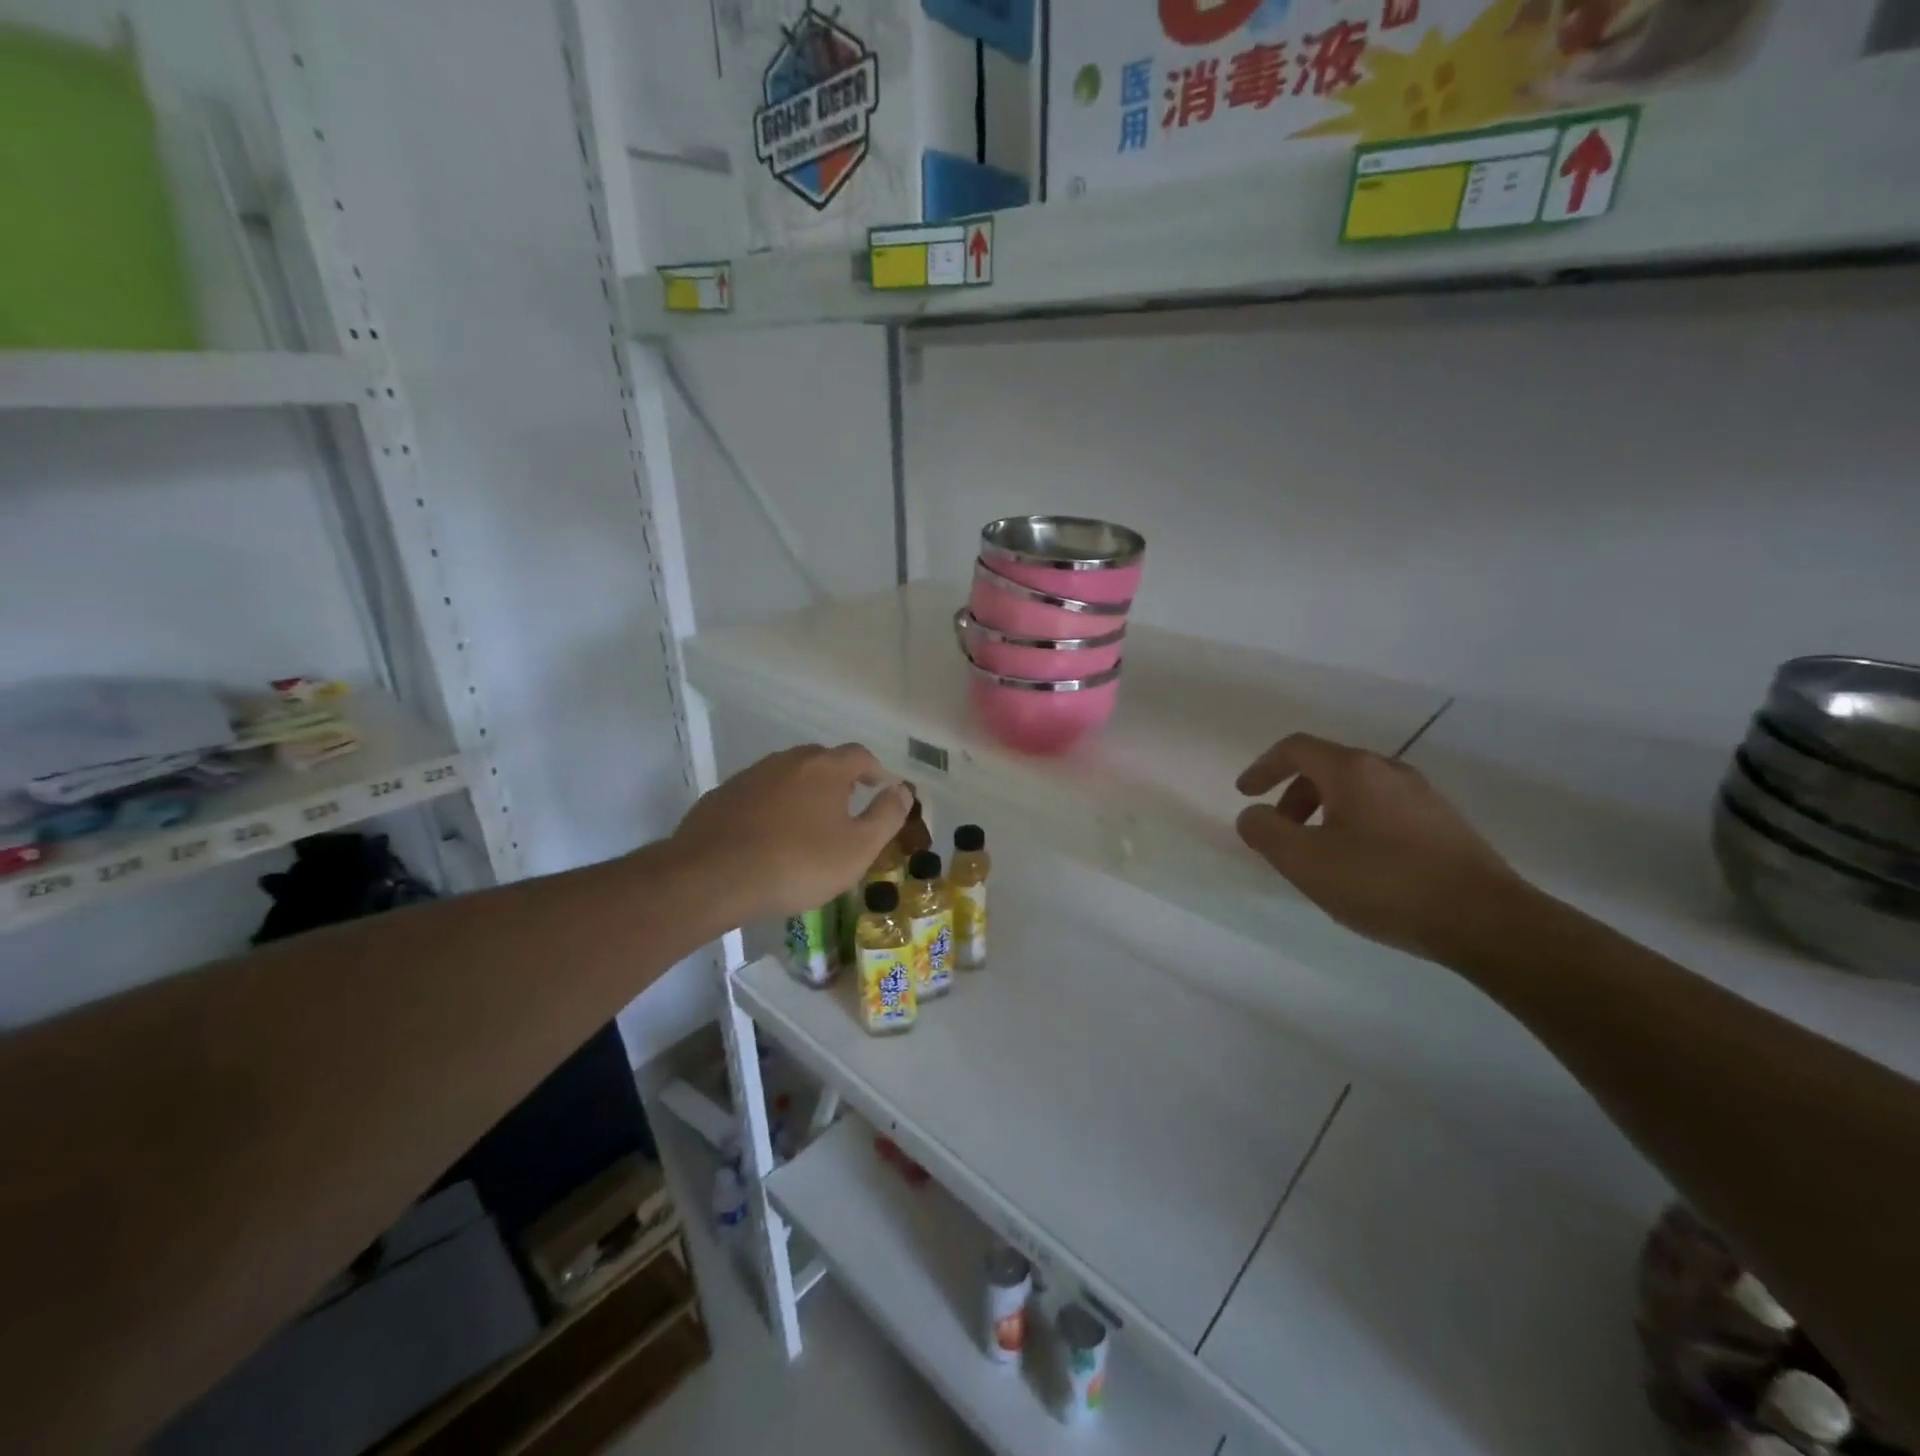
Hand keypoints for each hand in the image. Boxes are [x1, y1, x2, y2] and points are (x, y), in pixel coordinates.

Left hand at [671, 744, 910, 920]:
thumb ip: (886, 816)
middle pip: (822, 760)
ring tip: (809, 823)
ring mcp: (751, 776)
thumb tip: (903, 789)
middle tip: (848, 805)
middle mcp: (788, 761)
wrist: (712, 878)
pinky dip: (772, 807)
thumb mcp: (857, 849)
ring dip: (803, 792)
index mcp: (825, 768)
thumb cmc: (797, 864)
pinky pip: (759, 794)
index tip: (883, 788)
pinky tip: (769, 836)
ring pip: (787, 775)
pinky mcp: (722, 796)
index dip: (876, 770)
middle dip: (839, 778)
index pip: (860, 755)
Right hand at [1235, 733, 1529, 964]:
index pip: (1296, 748)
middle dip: (1293, 795)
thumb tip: (1253, 815)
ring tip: (1319, 855)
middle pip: (1326, 767)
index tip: (1245, 794)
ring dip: (1323, 812)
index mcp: (1352, 770)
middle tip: (1281, 832)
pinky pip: (1383, 809)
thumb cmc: (1383, 883)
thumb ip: (1265, 832)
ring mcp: (1422, 795)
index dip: (1263, 767)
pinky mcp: (1444, 823)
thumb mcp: (1305, 861)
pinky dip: (1355, 824)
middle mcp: (1388, 770)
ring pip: (1356, 790)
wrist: (1486, 920)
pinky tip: (1360, 866)